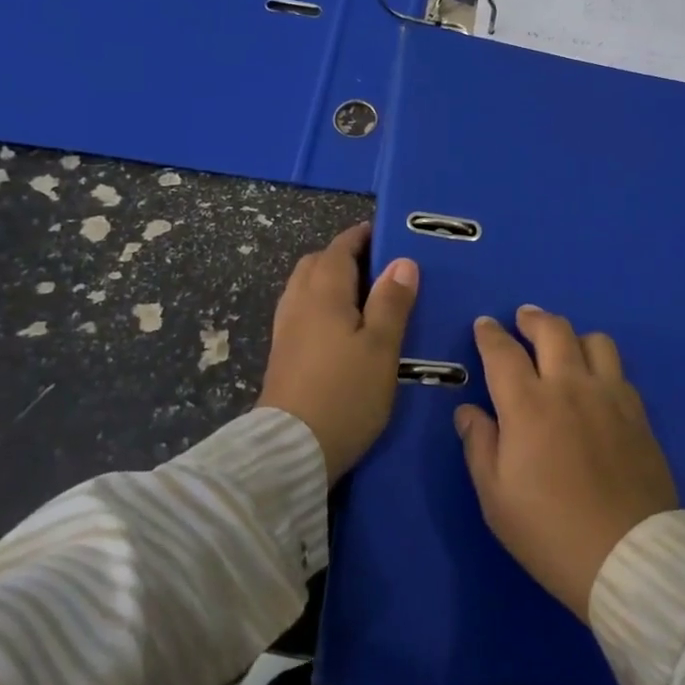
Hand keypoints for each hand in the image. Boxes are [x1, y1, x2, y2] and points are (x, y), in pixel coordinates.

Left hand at [257, 222, 417, 482]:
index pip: (340, 249)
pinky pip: (301, 310)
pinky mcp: (282, 354)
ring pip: (305, 287)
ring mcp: (285, 329)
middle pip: (316, 263)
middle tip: (378, 265)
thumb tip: (403, 262)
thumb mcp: (381, 347)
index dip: (361, 237)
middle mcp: (298, 302)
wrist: (290, 451)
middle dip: (343, 255)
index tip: (385, 233)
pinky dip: (320, 303)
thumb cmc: (345, 393)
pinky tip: (340, 326)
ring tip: (362, 293)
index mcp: (324, 293)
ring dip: (329, 279)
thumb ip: (391, 302)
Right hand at [456, 307, 677, 621]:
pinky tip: (595, 381)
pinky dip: (601, 363)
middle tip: (523, 318)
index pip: (503, 352)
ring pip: (593, 340)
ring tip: (563, 346)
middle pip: (552, 330)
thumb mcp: (496, 497)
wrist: (627, 555)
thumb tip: (468, 411)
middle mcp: (569, 386)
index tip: (484, 324)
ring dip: (572, 335)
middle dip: (532, 318)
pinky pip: (619, 370)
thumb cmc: (549, 531)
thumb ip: (479, 445)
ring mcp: (609, 395)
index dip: (490, 334)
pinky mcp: (637, 412)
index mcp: (528, 404)